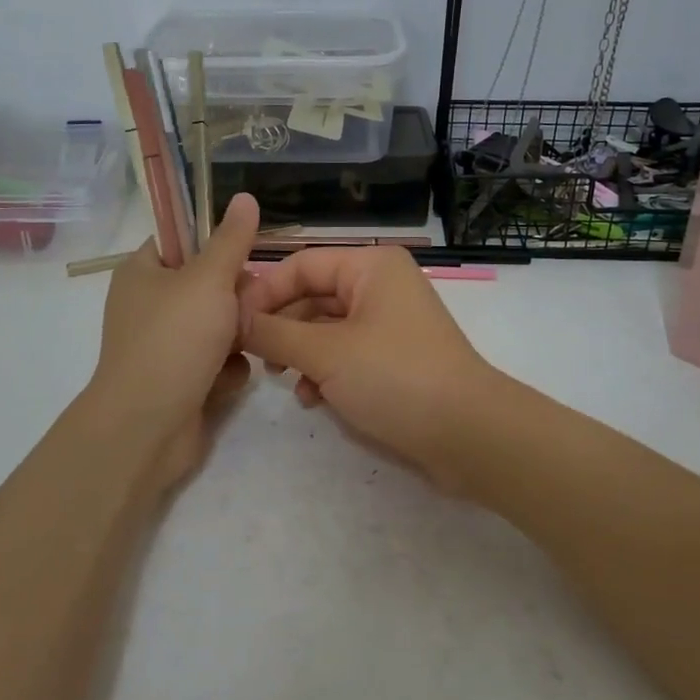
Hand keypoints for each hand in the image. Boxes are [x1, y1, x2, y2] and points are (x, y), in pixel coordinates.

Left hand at [86, 192, 261, 478]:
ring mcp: (164, 345)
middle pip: (209, 285)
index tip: (243, 258)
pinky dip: (226, 370)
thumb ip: (232, 240)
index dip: (216, 246)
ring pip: (219, 325)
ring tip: (240, 347)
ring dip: (237, 336)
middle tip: (244, 310)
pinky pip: (217, 361)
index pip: (183, 241)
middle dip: (236, 299)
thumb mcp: (209, 279)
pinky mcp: (180, 380)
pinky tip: (225, 381)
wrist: (148, 427)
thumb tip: (244, 196)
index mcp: (142, 272)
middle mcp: (150, 305)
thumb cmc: (174, 340)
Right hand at [239, 246, 501, 495]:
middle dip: (281, 326)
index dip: (263, 292)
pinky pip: (346, 352)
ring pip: (326, 327)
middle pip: (312, 295)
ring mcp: (389, 322)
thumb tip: (232, 319)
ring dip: (300, 352)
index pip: (301, 265)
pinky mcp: (394, 357)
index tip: (231, 325)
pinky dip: (325, 370)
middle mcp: (381, 285)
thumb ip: (274, 333)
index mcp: (370, 267)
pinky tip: (312, 399)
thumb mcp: (326, 354)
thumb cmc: (395, 378)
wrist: (468, 435)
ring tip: (283, 380)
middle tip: (254, 357)